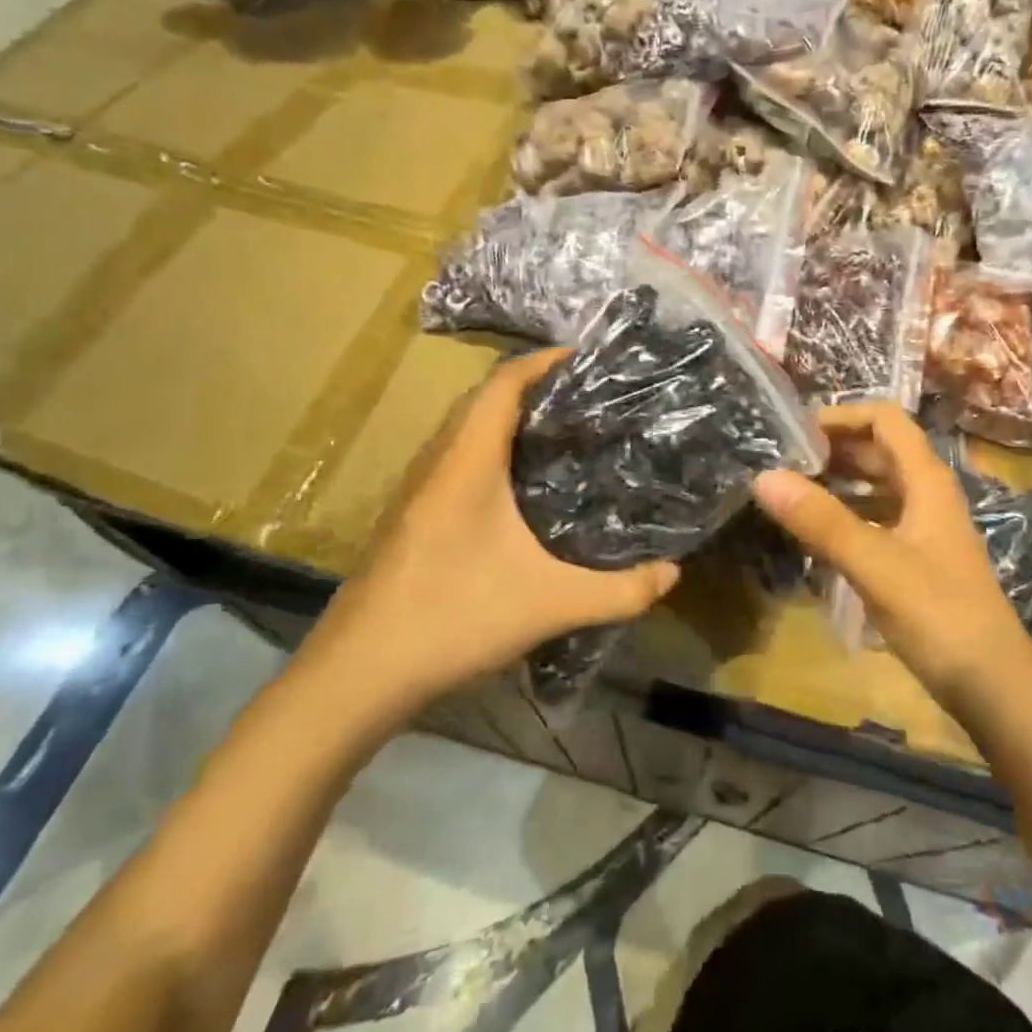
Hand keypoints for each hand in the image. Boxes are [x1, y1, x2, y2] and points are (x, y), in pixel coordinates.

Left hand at [291, 348, 679, 745]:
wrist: (357, 672)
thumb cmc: (453, 616)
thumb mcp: (550, 603)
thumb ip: (619, 591)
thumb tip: (673, 573)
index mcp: (467, 459)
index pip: (504, 381)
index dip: (545, 360)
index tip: (589, 358)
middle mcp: (437, 459)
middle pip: (484, 396)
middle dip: (534, 384)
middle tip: (588, 396)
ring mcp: (417, 487)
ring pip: (466, 427)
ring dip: (509, 416)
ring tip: (562, 430)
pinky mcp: (410, 513)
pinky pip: (456, 456)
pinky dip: (491, 448)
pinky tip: (520, 485)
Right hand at [752, 402, 1031, 711]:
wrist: (994, 687)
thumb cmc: (939, 615)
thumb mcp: (874, 564)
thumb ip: (820, 520)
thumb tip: (763, 476)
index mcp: (926, 480)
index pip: (885, 419)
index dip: (842, 415)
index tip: (795, 432)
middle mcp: (928, 494)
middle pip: (880, 450)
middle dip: (834, 448)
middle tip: (782, 462)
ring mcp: (925, 528)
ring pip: (878, 486)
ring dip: (839, 482)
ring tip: (791, 493)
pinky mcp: (919, 560)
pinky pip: (877, 520)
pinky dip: (847, 516)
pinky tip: (816, 535)